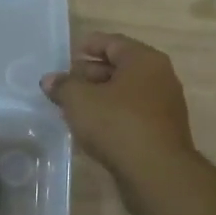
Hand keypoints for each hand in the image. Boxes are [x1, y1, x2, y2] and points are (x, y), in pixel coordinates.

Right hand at [41, 32, 195, 179]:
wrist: (156, 172)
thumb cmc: (117, 124)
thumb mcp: (79, 101)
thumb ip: (63, 86)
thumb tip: (50, 80)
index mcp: (144, 60)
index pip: (112, 42)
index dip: (88, 46)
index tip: (68, 55)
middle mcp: (160, 77)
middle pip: (120, 67)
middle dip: (90, 73)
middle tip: (65, 84)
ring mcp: (164, 105)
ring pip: (125, 92)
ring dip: (100, 96)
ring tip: (73, 107)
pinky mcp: (162, 131)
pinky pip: (132, 113)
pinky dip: (112, 114)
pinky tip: (92, 127)